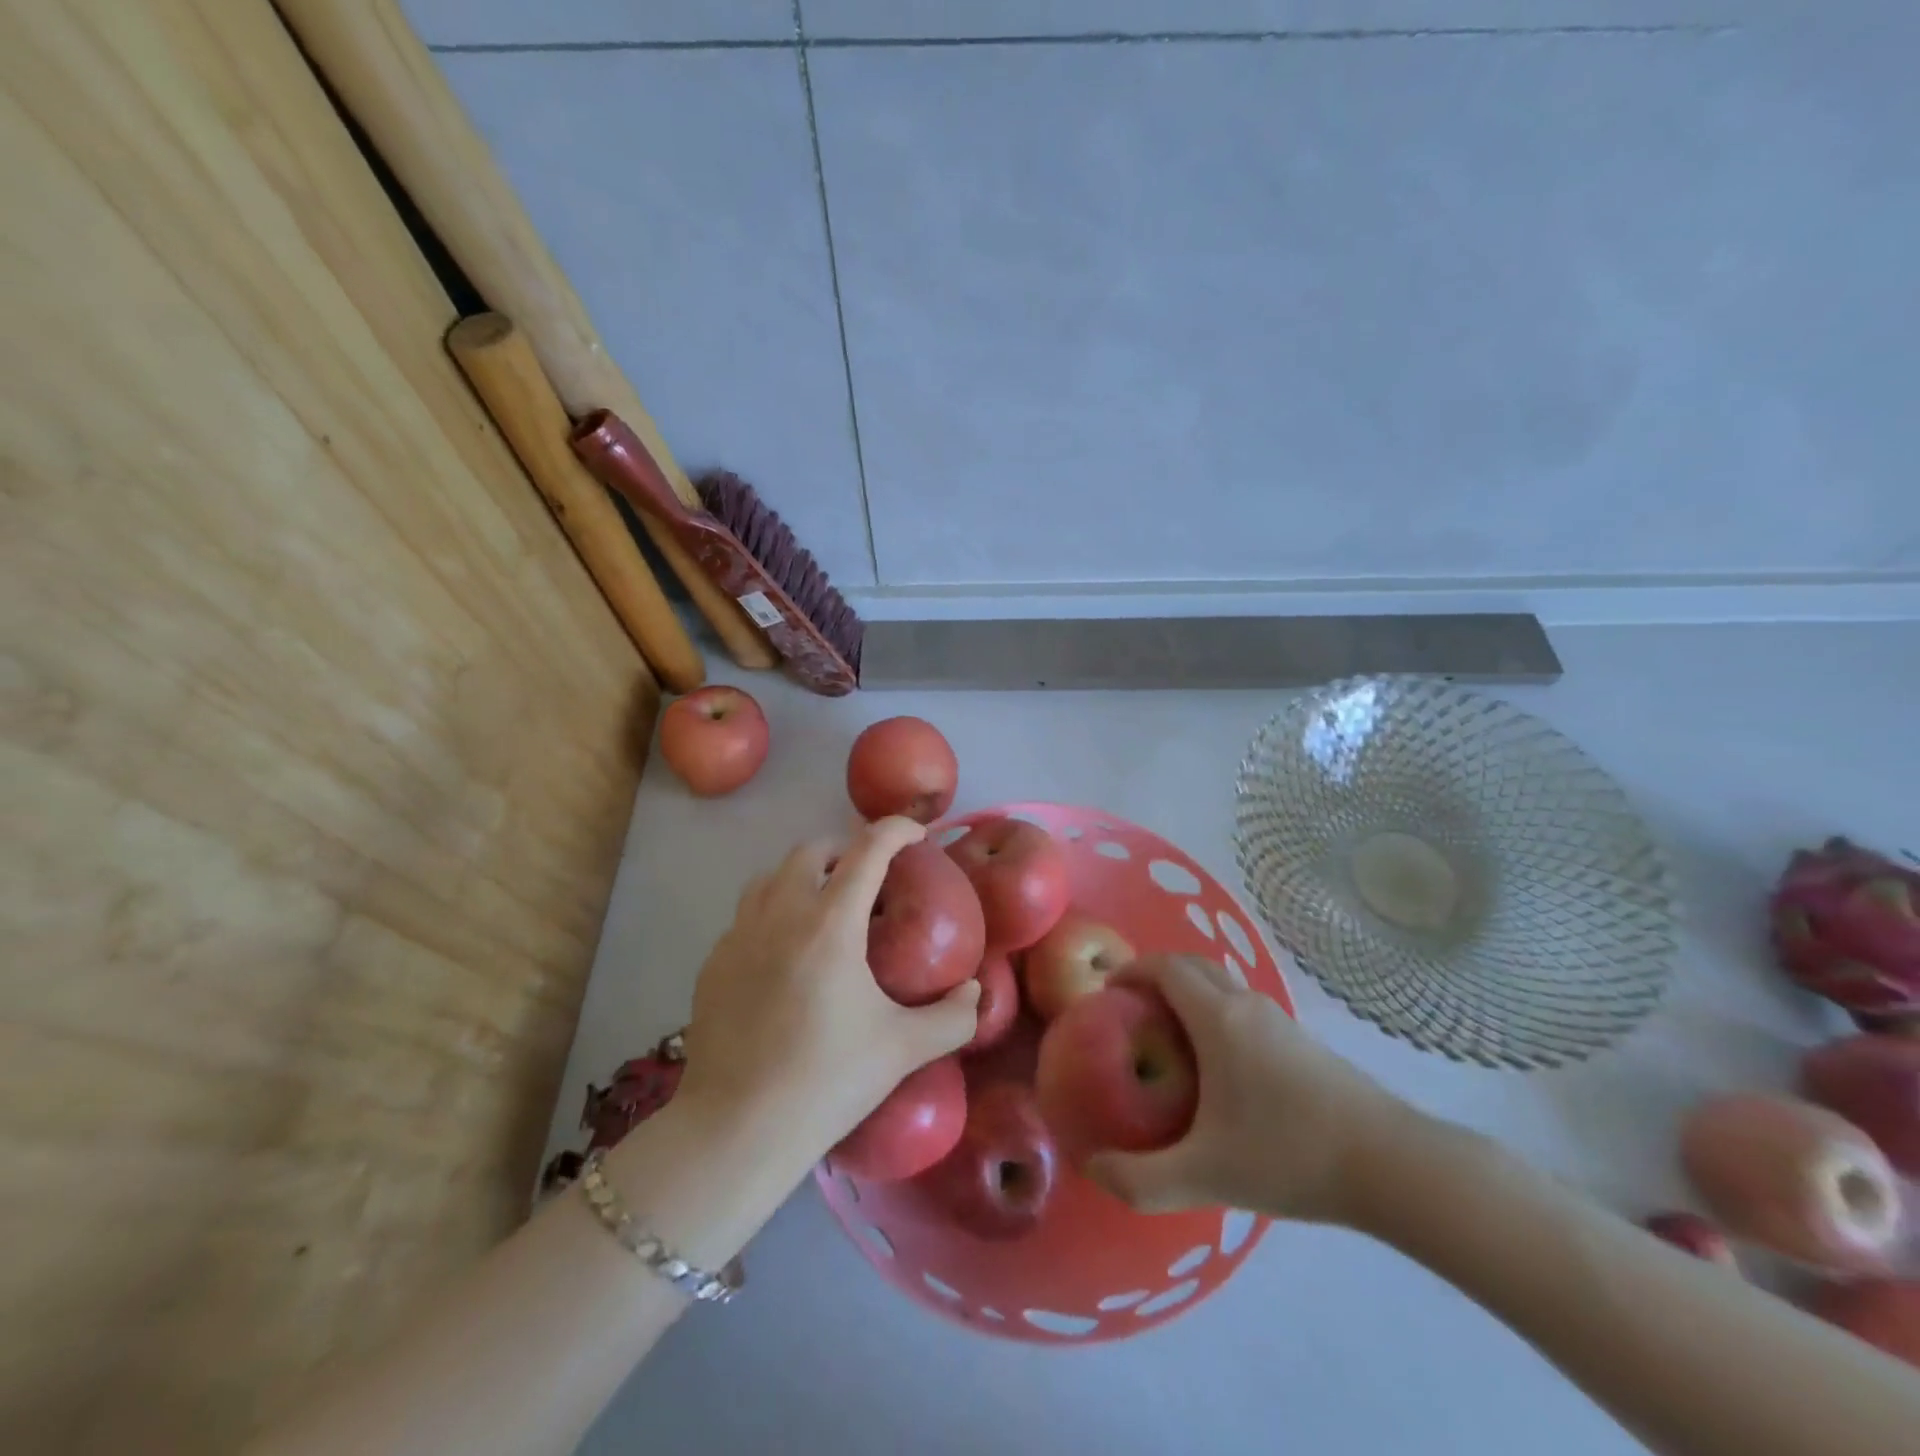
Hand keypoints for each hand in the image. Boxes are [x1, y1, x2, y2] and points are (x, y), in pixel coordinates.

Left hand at [675, 818, 980, 1159]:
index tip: (916, 835)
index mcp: (830, 923)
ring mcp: (739, 934)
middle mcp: (781, 913)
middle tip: (869, 878)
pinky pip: (746, 914)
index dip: (896, 831)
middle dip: (845, 849)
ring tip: (824, 905)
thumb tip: (976, 992)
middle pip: (811, 850)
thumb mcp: (903, 1048)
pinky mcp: (713, 961)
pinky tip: (785, 953)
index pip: (867, 850)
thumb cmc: (828, 1081)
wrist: (738, 1129)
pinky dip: (773, 911)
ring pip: (771, 875)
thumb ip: (953, 1017)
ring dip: (803, 874)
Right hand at [1085, 954, 1419, 1225]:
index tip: (1107, 992)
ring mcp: (1280, 1019)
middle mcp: (1246, 1004)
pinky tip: (1220, 1066)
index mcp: (1217, 1017)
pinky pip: (1244, 1007)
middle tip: (1131, 1011)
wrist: (1393, 1165)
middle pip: (1192, 965)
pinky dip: (1216, 1012)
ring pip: (1222, 984)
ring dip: (1189, 993)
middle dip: (1156, 976)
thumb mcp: (1206, 1175)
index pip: (1165, 967)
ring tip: (1169, 1038)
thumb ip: (1141, 1179)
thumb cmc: (1290, 1154)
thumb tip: (1093, 1169)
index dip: (1132, 971)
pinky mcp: (1303, 1040)